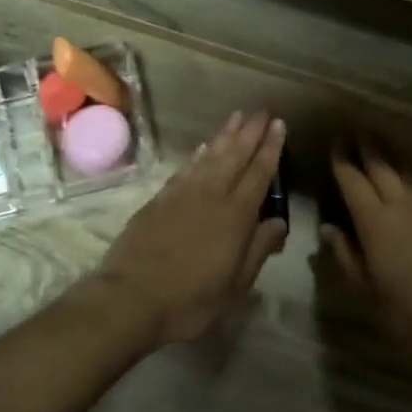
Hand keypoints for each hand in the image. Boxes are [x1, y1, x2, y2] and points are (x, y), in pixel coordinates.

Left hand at [93, 112, 288, 347]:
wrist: (131, 298)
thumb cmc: (191, 300)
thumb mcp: (236, 285)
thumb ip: (259, 249)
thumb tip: (280, 221)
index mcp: (236, 215)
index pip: (259, 173)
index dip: (270, 148)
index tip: (279, 125)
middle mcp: (211, 195)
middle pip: (234, 155)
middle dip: (250, 132)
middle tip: (262, 110)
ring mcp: (182, 194)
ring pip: (209, 155)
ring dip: (225, 135)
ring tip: (237, 117)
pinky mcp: (159, 199)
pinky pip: (186, 168)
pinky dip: (198, 154)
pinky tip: (203, 147)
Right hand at [319, 140, 411, 375]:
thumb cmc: (406, 313)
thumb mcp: (364, 290)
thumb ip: (345, 255)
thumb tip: (329, 228)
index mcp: (375, 222)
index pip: (353, 181)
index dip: (343, 160)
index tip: (335, 141)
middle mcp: (401, 207)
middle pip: (382, 167)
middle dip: (367, 147)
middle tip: (355, 129)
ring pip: (405, 174)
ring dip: (390, 156)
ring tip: (379, 143)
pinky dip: (408, 177)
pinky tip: (406, 182)